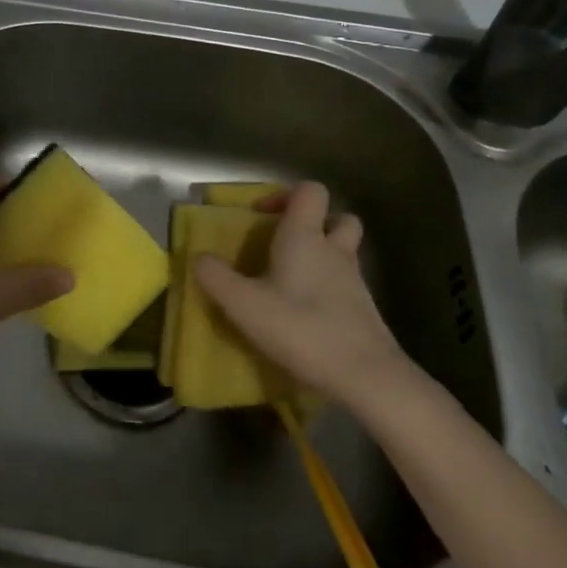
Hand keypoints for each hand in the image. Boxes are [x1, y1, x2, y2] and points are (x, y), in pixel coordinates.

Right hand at [193, 181, 411, 407]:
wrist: (367, 376)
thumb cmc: (302, 329)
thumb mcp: (245, 305)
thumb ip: (217, 278)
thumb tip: (199, 258)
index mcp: (305, 237)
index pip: (310, 191)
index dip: (286, 194)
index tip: (262, 215)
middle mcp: (333, 249)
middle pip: (337, 217)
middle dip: (314, 223)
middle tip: (286, 243)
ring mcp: (354, 279)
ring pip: (344, 250)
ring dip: (323, 254)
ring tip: (293, 278)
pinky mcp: (365, 309)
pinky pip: (347, 282)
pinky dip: (329, 286)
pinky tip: (307, 311)